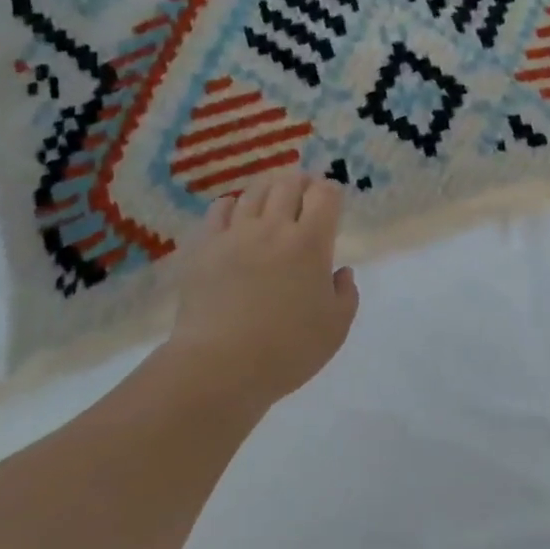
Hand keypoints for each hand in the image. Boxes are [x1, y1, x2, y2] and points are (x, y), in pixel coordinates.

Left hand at [167, 169, 359, 407]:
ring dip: (269, 189)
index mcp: (310, 243)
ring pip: (254, 191)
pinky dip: (233, 205)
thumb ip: (345, 294)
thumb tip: (340, 272)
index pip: (324, 195)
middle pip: (289, 183)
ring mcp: (235, 234)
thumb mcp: (335, 328)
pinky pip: (220, 209)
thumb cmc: (287, 350)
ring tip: (272, 198)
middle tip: (304, 192)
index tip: (331, 200)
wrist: (220, 366)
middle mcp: (273, 227)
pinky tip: (236, 215)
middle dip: (301, 182)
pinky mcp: (204, 246)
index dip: (330, 191)